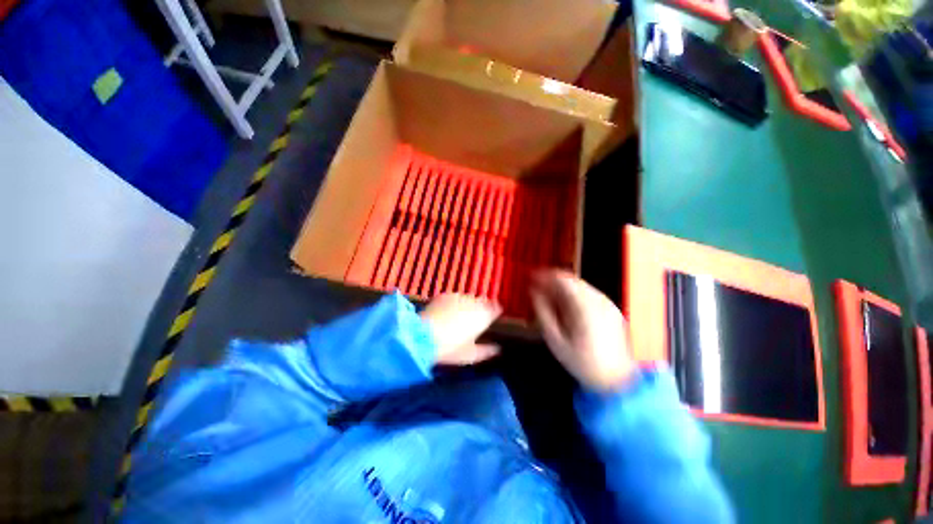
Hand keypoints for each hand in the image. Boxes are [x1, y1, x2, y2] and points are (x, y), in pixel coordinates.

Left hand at [420, 294, 501, 365]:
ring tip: (459, 316)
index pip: (496, 309)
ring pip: (468, 299)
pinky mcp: (445, 295)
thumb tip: (497, 349)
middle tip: (473, 319)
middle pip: (482, 302)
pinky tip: (446, 312)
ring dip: (467, 305)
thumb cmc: (451, 348)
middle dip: (480, 308)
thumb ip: (487, 351)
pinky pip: (454, 298)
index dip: (495, 312)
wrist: (425, 336)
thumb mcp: (471, 355)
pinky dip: (454, 303)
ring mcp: (459, 297)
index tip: (493, 317)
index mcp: (484, 316)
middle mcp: (474, 302)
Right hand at [530, 270, 635, 390]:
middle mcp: (599, 300)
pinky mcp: (611, 310)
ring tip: (546, 297)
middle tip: (536, 287)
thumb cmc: (582, 362)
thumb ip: (543, 312)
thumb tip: (533, 293)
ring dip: (561, 288)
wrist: (616, 381)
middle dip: (551, 281)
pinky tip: (564, 305)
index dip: (544, 275)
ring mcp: (607, 304)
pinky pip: (587, 294)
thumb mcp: (555, 340)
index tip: (530, 277)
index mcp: (585, 306)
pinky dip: (573, 295)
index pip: (562, 279)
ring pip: (579, 286)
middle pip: (571, 280)